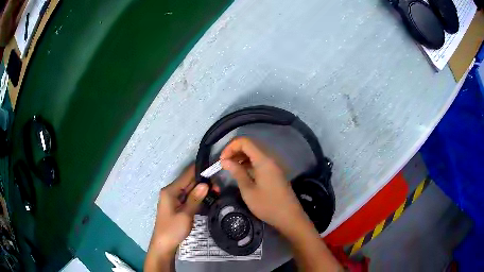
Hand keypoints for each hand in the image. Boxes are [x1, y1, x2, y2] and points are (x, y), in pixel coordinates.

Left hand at [146, 165, 207, 265]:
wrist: (164, 244)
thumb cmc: (173, 229)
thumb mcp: (185, 214)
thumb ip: (195, 198)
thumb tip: (205, 184)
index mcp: (170, 191)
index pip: (187, 175)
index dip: (199, 170)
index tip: (214, 168)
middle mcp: (171, 192)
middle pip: (189, 181)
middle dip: (203, 182)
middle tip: (219, 186)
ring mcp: (174, 199)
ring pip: (190, 189)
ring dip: (202, 189)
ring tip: (217, 191)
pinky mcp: (177, 206)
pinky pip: (188, 197)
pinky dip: (198, 197)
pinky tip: (208, 197)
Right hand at [220, 137, 307, 233]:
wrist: (289, 217)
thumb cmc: (267, 205)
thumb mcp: (248, 190)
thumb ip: (237, 172)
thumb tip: (225, 161)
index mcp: (264, 160)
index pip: (245, 142)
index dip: (230, 147)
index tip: (221, 160)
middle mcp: (270, 158)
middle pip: (250, 146)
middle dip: (234, 151)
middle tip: (223, 164)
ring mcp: (273, 165)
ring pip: (254, 154)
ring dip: (240, 157)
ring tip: (229, 168)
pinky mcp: (274, 172)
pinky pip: (259, 162)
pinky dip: (248, 163)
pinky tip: (241, 173)